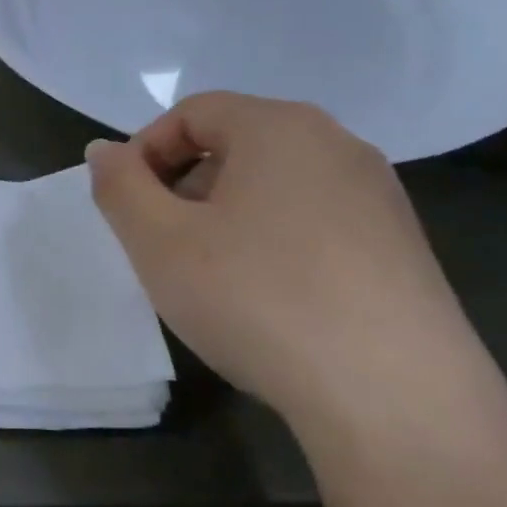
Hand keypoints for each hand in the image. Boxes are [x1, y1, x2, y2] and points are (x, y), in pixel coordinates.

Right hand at [87, 92, 481, 425]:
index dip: (144, 152)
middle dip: (183, 187)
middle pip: (236, 144)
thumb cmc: (256, 298)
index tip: (126, 208)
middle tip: (161, 246)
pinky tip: (267, 300)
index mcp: (279, 127)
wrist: (392, 395)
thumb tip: (104, 150)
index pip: (192, 112)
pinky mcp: (401, 246)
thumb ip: (119, 186)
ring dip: (225, 217)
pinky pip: (314, 223)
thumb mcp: (159, 242)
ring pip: (275, 186)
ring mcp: (378, 196)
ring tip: (210, 278)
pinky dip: (272, 243)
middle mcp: (338, 145)